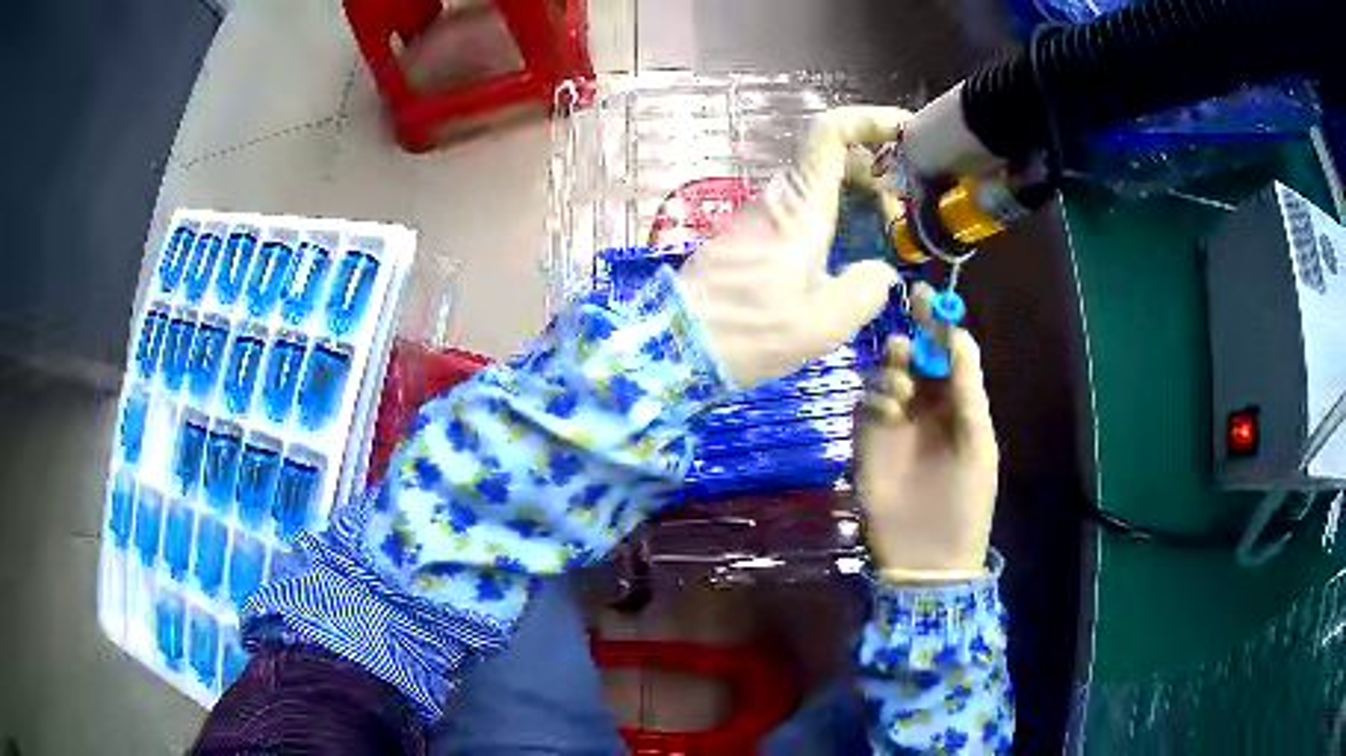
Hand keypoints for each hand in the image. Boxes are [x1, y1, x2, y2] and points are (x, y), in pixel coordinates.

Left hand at [679, 107, 907, 387]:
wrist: (677, 347)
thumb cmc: (752, 331)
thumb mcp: (826, 321)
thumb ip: (867, 289)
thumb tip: (880, 272)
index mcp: (801, 205)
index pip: (830, 133)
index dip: (870, 120)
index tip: (908, 132)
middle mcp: (779, 198)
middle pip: (833, 157)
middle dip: (877, 171)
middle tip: (904, 212)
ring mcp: (761, 215)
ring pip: (820, 184)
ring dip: (859, 198)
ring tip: (886, 236)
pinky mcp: (751, 237)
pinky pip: (803, 208)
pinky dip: (837, 216)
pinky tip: (850, 253)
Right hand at [855, 284, 998, 577]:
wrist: (929, 555)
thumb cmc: (965, 499)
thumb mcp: (978, 442)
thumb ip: (967, 389)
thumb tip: (959, 335)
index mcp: (957, 403)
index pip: (945, 352)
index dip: (938, 324)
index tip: (926, 295)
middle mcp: (925, 405)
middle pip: (913, 356)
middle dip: (910, 336)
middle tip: (907, 334)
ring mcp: (893, 422)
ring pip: (886, 375)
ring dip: (893, 369)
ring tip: (904, 389)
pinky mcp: (867, 440)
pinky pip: (865, 403)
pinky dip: (875, 397)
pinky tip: (889, 410)